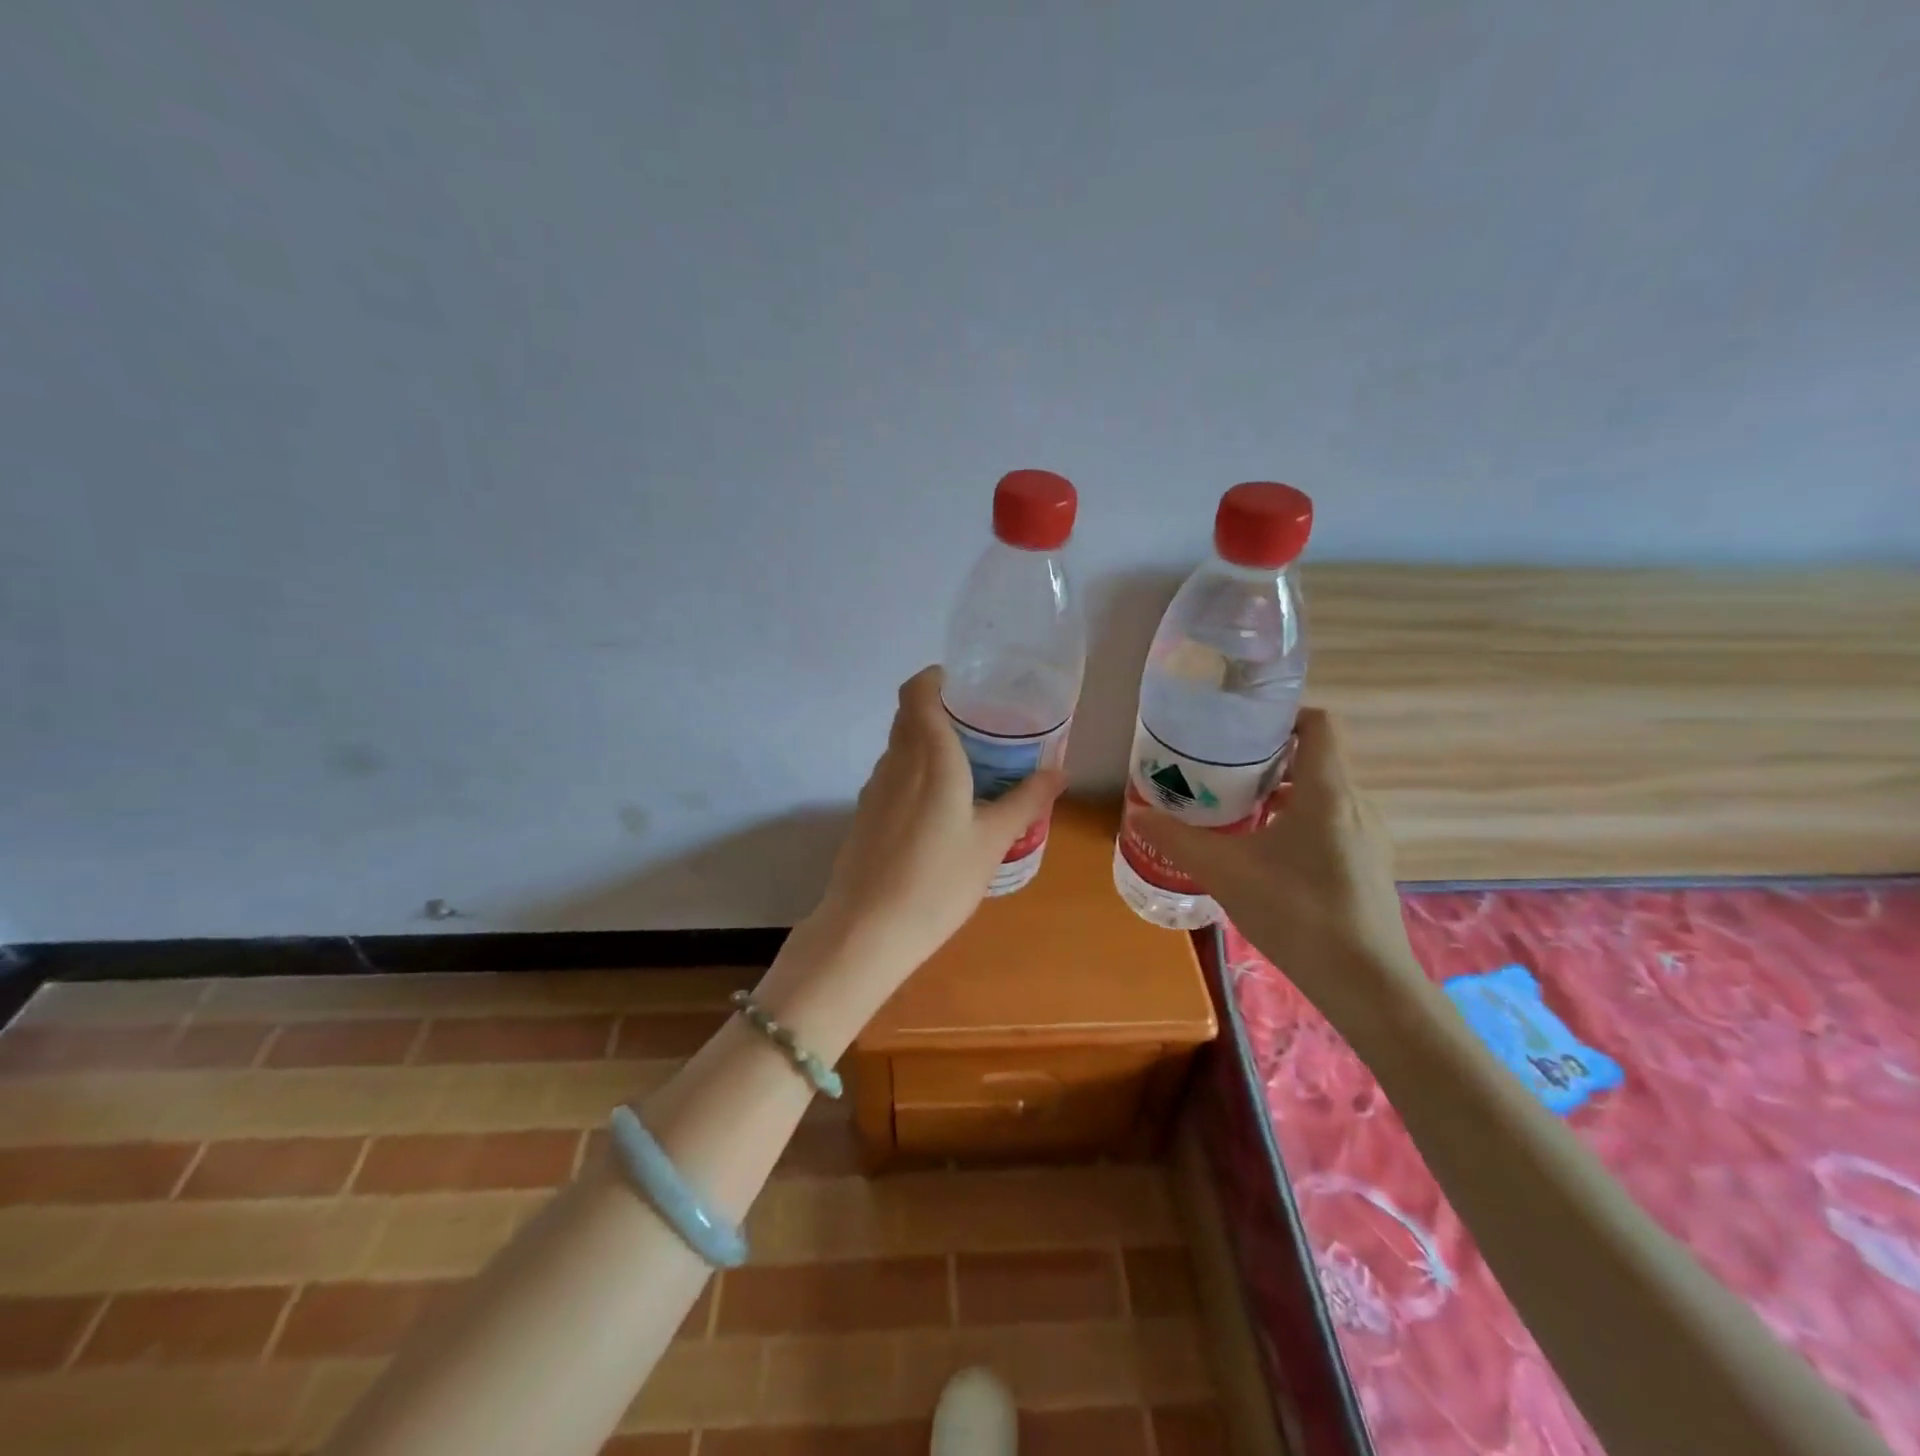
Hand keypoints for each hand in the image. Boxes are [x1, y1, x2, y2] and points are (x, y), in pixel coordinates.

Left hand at [805, 665, 1065, 988]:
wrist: (868, 930)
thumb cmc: (938, 880)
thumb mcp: (993, 841)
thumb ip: (1026, 801)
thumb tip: (1059, 771)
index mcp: (929, 755)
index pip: (917, 691)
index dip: (936, 678)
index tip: (967, 685)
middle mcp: (896, 761)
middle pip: (909, 715)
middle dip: (941, 709)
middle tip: (982, 725)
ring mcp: (874, 788)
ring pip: (900, 746)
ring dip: (928, 742)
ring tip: (968, 764)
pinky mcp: (865, 814)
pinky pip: (893, 775)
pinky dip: (915, 772)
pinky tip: (940, 805)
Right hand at [1135, 708, 1421, 1021]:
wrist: (1366, 985)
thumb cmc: (1297, 913)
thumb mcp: (1225, 872)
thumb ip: (1178, 840)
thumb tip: (1136, 814)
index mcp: (1328, 791)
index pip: (1319, 724)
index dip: (1283, 714)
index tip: (1240, 724)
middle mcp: (1355, 805)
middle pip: (1315, 759)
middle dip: (1268, 757)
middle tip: (1221, 768)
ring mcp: (1367, 838)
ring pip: (1322, 795)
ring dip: (1282, 793)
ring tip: (1236, 808)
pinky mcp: (1368, 867)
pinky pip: (1331, 825)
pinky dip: (1297, 822)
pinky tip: (1265, 853)